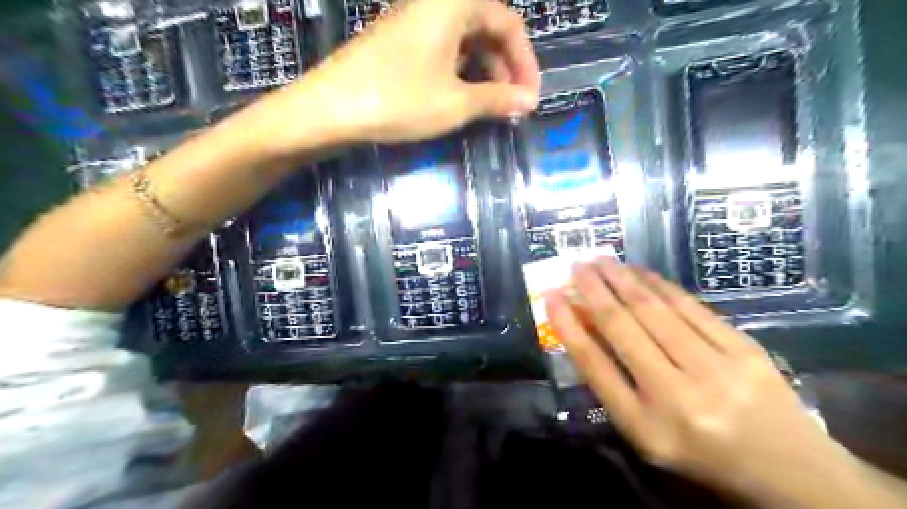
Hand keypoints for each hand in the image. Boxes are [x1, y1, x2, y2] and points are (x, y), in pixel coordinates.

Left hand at [262, 0, 536, 145]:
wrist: (330, 109)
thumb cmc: (398, 100)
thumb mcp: (456, 103)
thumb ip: (497, 99)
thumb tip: (528, 101)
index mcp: (453, 5)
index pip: (508, 24)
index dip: (526, 62)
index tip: (530, 97)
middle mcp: (435, 5)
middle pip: (486, 28)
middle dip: (506, 67)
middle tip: (513, 104)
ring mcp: (414, 23)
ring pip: (464, 41)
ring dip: (484, 72)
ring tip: (492, 107)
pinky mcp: (399, 43)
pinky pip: (442, 51)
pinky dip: (461, 73)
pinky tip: (462, 98)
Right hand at [545, 260, 850, 503]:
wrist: (789, 471)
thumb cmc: (700, 453)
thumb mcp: (645, 433)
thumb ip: (613, 384)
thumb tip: (584, 329)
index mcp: (645, 426)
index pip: (594, 365)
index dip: (568, 326)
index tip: (551, 296)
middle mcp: (676, 396)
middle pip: (622, 328)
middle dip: (593, 290)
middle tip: (576, 264)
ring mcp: (716, 369)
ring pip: (655, 310)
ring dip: (623, 279)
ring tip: (602, 260)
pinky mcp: (745, 349)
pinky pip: (692, 307)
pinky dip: (661, 285)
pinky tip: (641, 272)